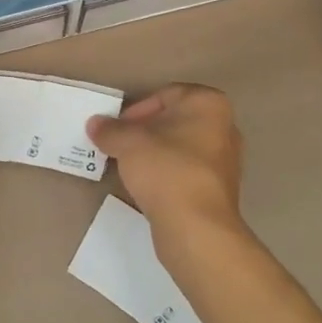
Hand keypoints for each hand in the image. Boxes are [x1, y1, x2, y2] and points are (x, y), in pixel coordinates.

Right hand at [86, 84, 245, 251]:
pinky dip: (166, 175)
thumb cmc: (165, 169)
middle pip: (174, 121)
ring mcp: (226, 161)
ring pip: (180, 148)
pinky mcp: (220, 190)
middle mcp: (225, 127)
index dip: (137, 110)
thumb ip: (110, 129)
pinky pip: (186, 172)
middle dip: (145, 132)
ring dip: (154, 154)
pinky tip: (147, 187)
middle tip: (120, 146)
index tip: (118, 128)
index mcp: (208, 104)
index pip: (165, 95)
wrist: (196, 227)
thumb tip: (95, 124)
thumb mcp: (127, 142)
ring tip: (129, 167)